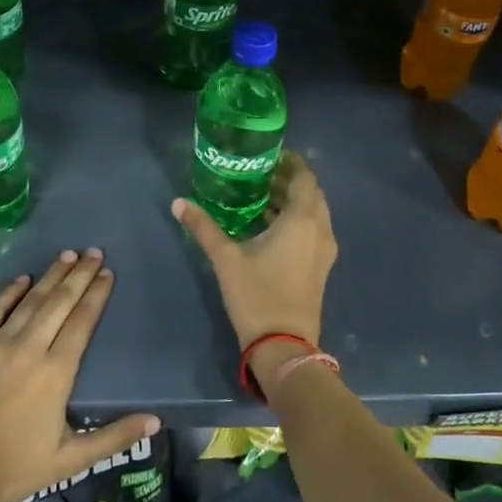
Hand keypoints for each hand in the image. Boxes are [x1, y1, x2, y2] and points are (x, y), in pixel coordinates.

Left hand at [0, 249, 158, 501]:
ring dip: (51, 276)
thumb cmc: (14, 468)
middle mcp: (30, 348)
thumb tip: (156, 421)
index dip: (96, 295)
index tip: (107, 273)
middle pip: (60, 302)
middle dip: (79, 275)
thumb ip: (114, 437)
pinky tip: (22, 278)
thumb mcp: (71, 460)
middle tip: (94, 252)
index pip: (82, 322)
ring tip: (68, 255)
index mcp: (57, 372)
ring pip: (31, 301)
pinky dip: (9, 292)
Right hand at [173, 151, 337, 360]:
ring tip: (260, 195)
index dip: (291, 163)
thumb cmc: (257, 295)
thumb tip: (178, 203)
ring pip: (313, 214)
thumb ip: (203, 227)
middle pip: (311, 194)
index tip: (269, 155)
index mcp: (303, 220)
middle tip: (260, 173)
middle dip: (289, 181)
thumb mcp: (226, 258)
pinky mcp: (320, 268)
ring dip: (292, 202)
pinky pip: (312, 231)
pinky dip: (296, 220)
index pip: (305, 178)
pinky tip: (268, 225)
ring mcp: (323, 251)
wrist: (283, 346)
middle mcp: (320, 230)